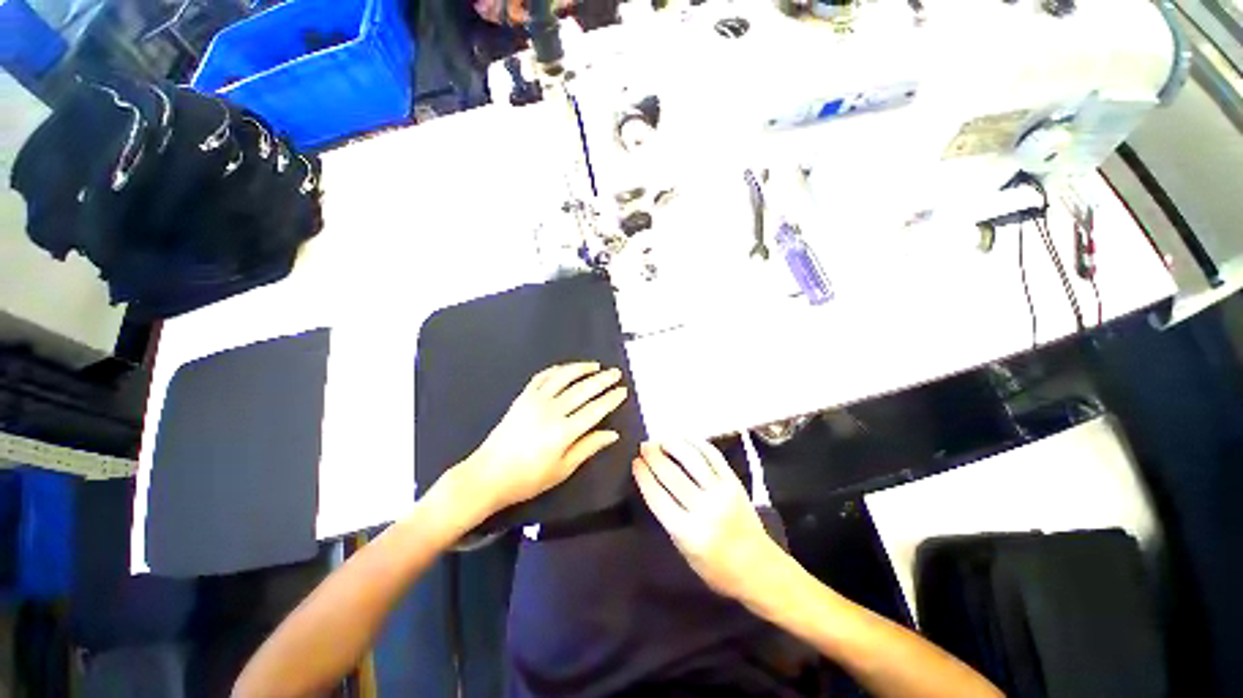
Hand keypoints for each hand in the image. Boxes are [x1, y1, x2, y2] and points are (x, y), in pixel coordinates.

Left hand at [461, 362, 628, 516]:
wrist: (488, 475)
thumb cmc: (528, 478)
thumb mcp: (563, 469)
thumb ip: (588, 447)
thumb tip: (612, 434)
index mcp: (564, 432)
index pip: (595, 410)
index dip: (611, 399)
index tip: (622, 391)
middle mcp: (552, 411)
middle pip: (583, 390)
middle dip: (602, 380)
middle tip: (615, 373)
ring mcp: (535, 401)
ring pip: (563, 377)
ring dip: (581, 369)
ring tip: (595, 366)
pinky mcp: (522, 397)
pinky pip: (542, 377)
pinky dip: (556, 370)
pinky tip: (565, 369)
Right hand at [633, 441, 783, 599]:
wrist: (758, 567)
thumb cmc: (717, 567)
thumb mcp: (684, 551)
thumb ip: (669, 518)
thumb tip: (655, 484)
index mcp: (687, 532)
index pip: (658, 497)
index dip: (644, 476)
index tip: (635, 462)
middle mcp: (704, 509)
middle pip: (672, 475)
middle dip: (654, 457)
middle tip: (644, 446)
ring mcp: (721, 492)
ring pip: (692, 460)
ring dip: (673, 446)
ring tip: (661, 441)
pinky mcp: (735, 482)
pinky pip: (713, 456)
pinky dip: (697, 444)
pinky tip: (685, 440)